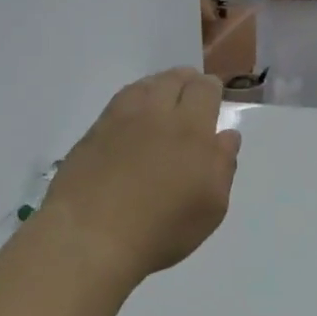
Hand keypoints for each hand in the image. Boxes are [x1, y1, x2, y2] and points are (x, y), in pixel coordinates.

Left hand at [41, 69, 240, 285]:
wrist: (90, 235)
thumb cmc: (160, 229)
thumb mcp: (210, 207)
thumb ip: (222, 165)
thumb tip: (226, 135)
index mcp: (191, 130)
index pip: (204, 90)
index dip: (210, 88)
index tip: (213, 95)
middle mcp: (156, 114)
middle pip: (173, 80)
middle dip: (186, 81)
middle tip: (190, 90)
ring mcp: (120, 120)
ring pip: (145, 86)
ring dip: (158, 85)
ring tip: (163, 95)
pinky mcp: (94, 132)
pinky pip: (119, 101)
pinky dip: (133, 98)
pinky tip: (133, 112)